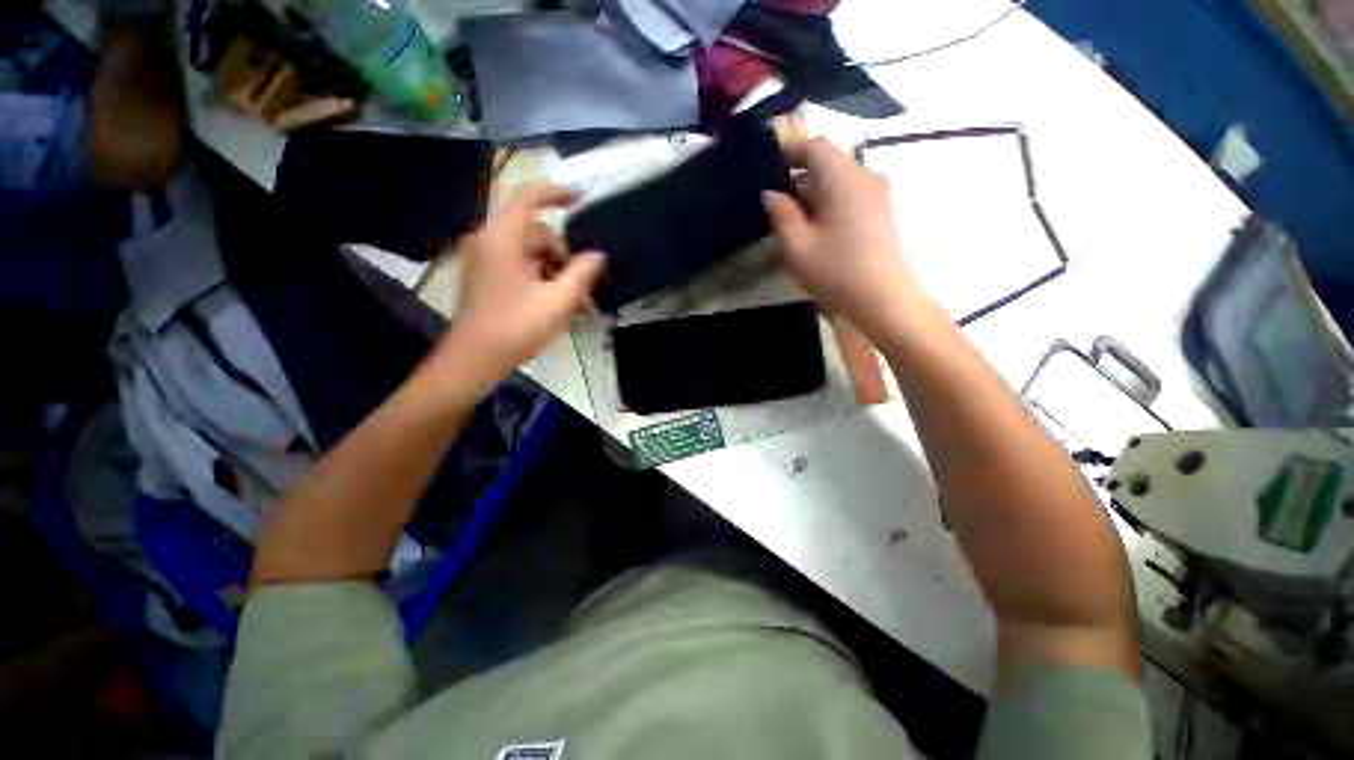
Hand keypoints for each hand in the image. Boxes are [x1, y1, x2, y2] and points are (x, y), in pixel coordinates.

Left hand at [433, 184, 605, 398]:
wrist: (474, 359)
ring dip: (556, 270)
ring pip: (531, 251)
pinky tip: (557, 302)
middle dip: (563, 254)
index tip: (582, 198)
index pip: (529, 199)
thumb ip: (581, 273)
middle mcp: (490, 241)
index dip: (557, 193)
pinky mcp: (487, 276)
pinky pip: (521, 265)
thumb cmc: (515, 328)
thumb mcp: (557, 301)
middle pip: (536, 232)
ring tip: (574, 301)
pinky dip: (542, 277)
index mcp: (502, 239)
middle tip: (582, 285)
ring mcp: (486, 259)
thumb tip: (598, 255)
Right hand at [763, 139, 923, 338]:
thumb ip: (782, 214)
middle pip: (827, 166)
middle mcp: (865, 178)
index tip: (768, 164)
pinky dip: (827, 205)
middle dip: (798, 180)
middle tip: (773, 204)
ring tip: (789, 221)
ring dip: (812, 196)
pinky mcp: (880, 213)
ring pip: (837, 183)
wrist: (885, 301)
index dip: (790, 152)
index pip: (815, 148)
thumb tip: (771, 193)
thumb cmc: (837, 273)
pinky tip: (813, 230)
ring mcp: (877, 195)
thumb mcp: (799, 247)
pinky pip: (849, 197)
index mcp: (845, 179)